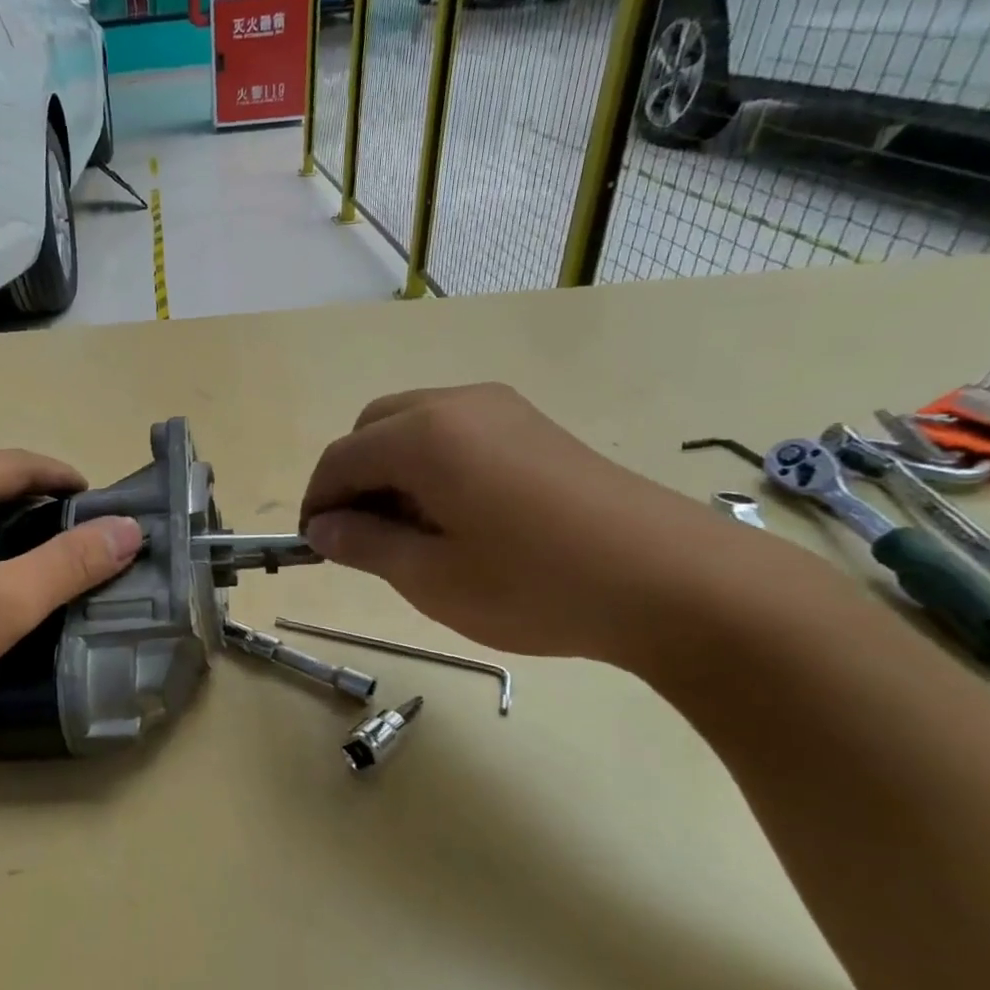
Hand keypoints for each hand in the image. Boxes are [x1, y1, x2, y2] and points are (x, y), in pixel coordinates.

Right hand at [299, 384, 756, 663]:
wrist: (674, 582)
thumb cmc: (535, 584)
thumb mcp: (431, 577)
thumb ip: (364, 545)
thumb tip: (323, 529)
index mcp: (423, 436)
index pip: (340, 458)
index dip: (317, 502)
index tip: (316, 548)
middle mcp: (457, 404)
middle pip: (373, 429)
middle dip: (353, 478)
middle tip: (363, 538)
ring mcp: (502, 409)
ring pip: (414, 426)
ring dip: (392, 470)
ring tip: (411, 531)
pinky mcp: (534, 426)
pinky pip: (456, 433)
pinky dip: (432, 465)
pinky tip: (456, 516)